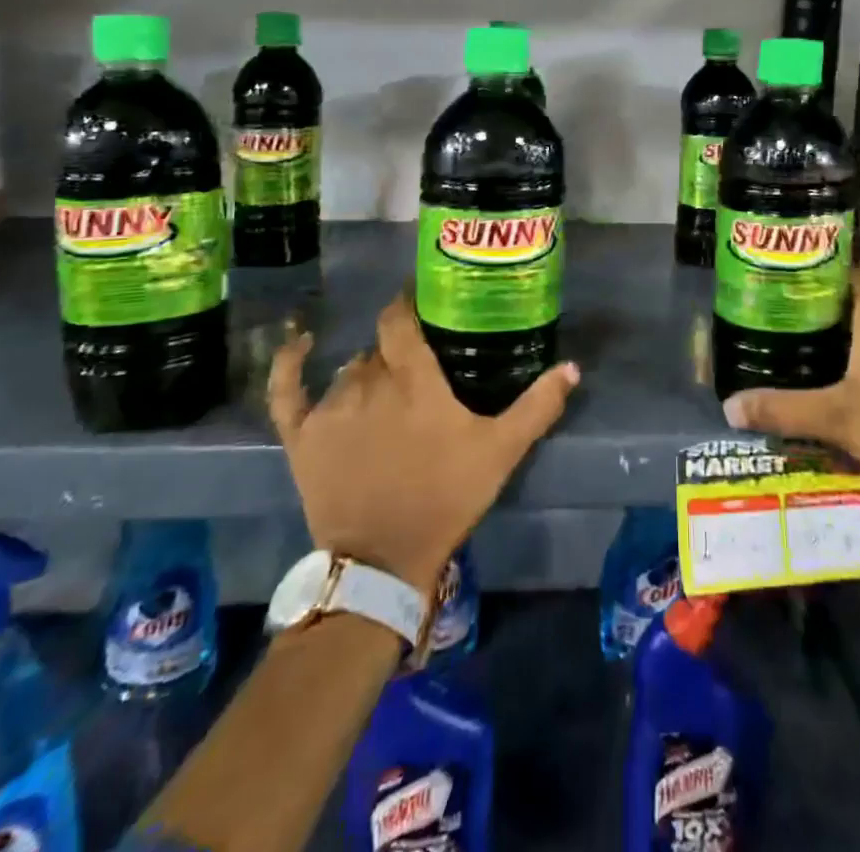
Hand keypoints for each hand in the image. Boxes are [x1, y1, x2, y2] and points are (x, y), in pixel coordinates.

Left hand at [269, 295, 579, 595]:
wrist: (382, 561)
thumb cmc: (446, 497)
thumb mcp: (500, 451)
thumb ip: (536, 406)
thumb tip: (572, 367)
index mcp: (413, 379)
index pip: (400, 320)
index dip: (407, 303)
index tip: (420, 299)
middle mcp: (369, 382)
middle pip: (379, 348)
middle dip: (397, 351)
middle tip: (416, 364)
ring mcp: (331, 408)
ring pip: (349, 369)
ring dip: (367, 372)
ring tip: (385, 390)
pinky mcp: (301, 436)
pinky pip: (287, 388)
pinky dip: (290, 362)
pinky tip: (300, 342)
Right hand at [720, 265, 859, 509]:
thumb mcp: (836, 417)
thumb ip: (783, 409)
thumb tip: (729, 405)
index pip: (853, 269)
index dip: (823, 257)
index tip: (789, 254)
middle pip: (854, 298)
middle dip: (817, 295)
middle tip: (775, 295)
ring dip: (833, 327)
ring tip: (790, 329)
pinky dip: (849, 353)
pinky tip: (825, 370)